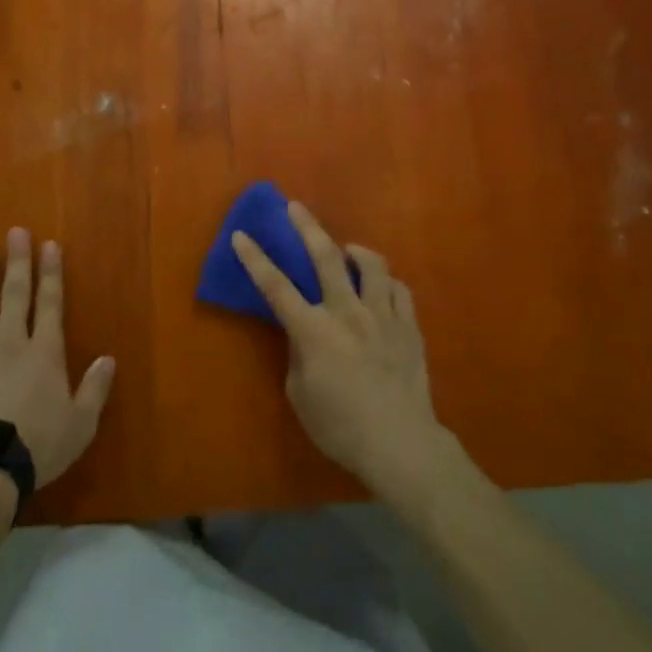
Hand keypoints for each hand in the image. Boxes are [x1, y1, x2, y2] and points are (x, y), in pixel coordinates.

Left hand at [0, 229, 115, 488]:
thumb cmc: (37, 445)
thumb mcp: (80, 423)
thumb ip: (94, 389)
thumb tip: (107, 360)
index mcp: (43, 352)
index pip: (50, 303)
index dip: (50, 273)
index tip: (48, 245)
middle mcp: (9, 344)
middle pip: (14, 295)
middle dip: (17, 262)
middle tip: (15, 233)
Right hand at [231, 202, 450, 501]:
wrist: (400, 445)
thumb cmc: (340, 427)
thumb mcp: (300, 395)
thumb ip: (298, 355)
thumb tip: (304, 334)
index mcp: (314, 331)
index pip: (276, 287)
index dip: (255, 259)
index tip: (241, 234)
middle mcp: (348, 313)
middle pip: (325, 257)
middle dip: (306, 227)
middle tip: (295, 206)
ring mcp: (383, 316)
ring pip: (371, 264)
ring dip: (355, 250)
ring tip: (346, 251)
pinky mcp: (409, 326)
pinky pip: (399, 289)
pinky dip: (385, 282)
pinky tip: (380, 288)